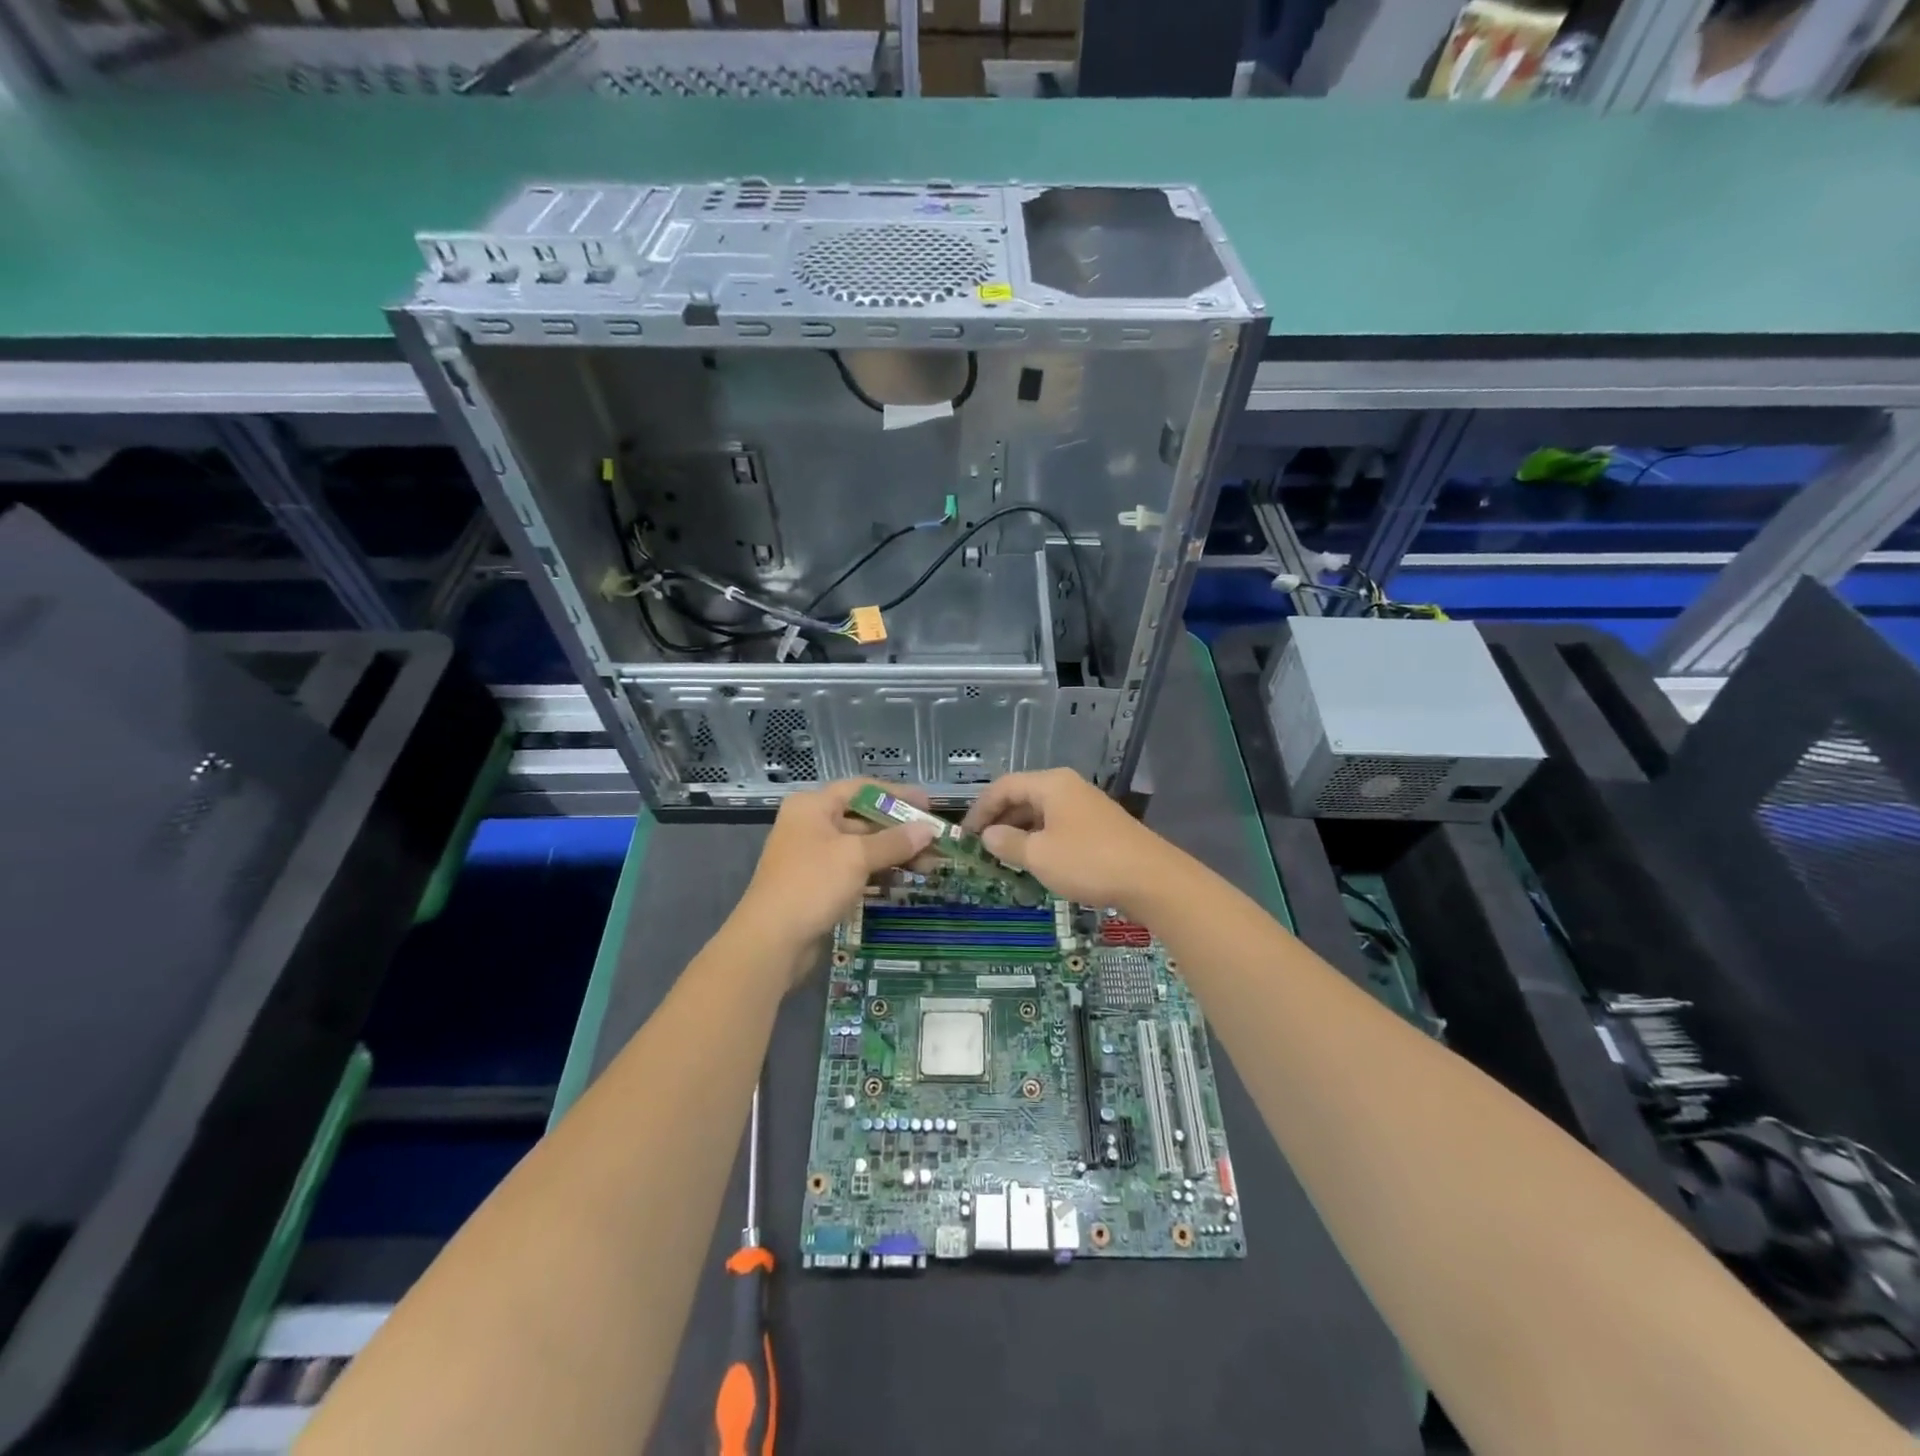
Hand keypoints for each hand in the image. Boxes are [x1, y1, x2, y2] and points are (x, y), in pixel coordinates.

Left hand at [733, 779, 937, 971]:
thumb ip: (894, 841)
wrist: (771, 942)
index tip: (928, 806)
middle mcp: (811, 825)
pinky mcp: (819, 885)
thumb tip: (928, 830)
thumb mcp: (856, 857)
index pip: (862, 789)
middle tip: (936, 841)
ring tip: (930, 865)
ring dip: (894, 854)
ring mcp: (814, 857)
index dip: (897, 794)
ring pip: (862, 847)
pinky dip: (879, 872)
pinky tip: (905, 881)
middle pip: (864, 818)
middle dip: (900, 830)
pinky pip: (856, 870)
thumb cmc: (812, 885)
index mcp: (813, 806)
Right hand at [961, 768, 1178, 913]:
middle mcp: (1068, 787)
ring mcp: (1086, 806)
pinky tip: (1036, 862)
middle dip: (999, 821)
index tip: (964, 835)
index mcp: (1051, 784)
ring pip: (1041, 813)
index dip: (980, 809)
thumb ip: (1008, 843)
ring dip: (1019, 833)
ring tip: (1003, 858)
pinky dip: (1041, 840)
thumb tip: (988, 836)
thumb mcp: (1039, 855)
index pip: (1003, 787)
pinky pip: (1059, 826)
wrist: (1152, 880)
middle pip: (1023, 797)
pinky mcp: (1099, 827)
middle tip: (980, 849)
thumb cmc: (1088, 861)